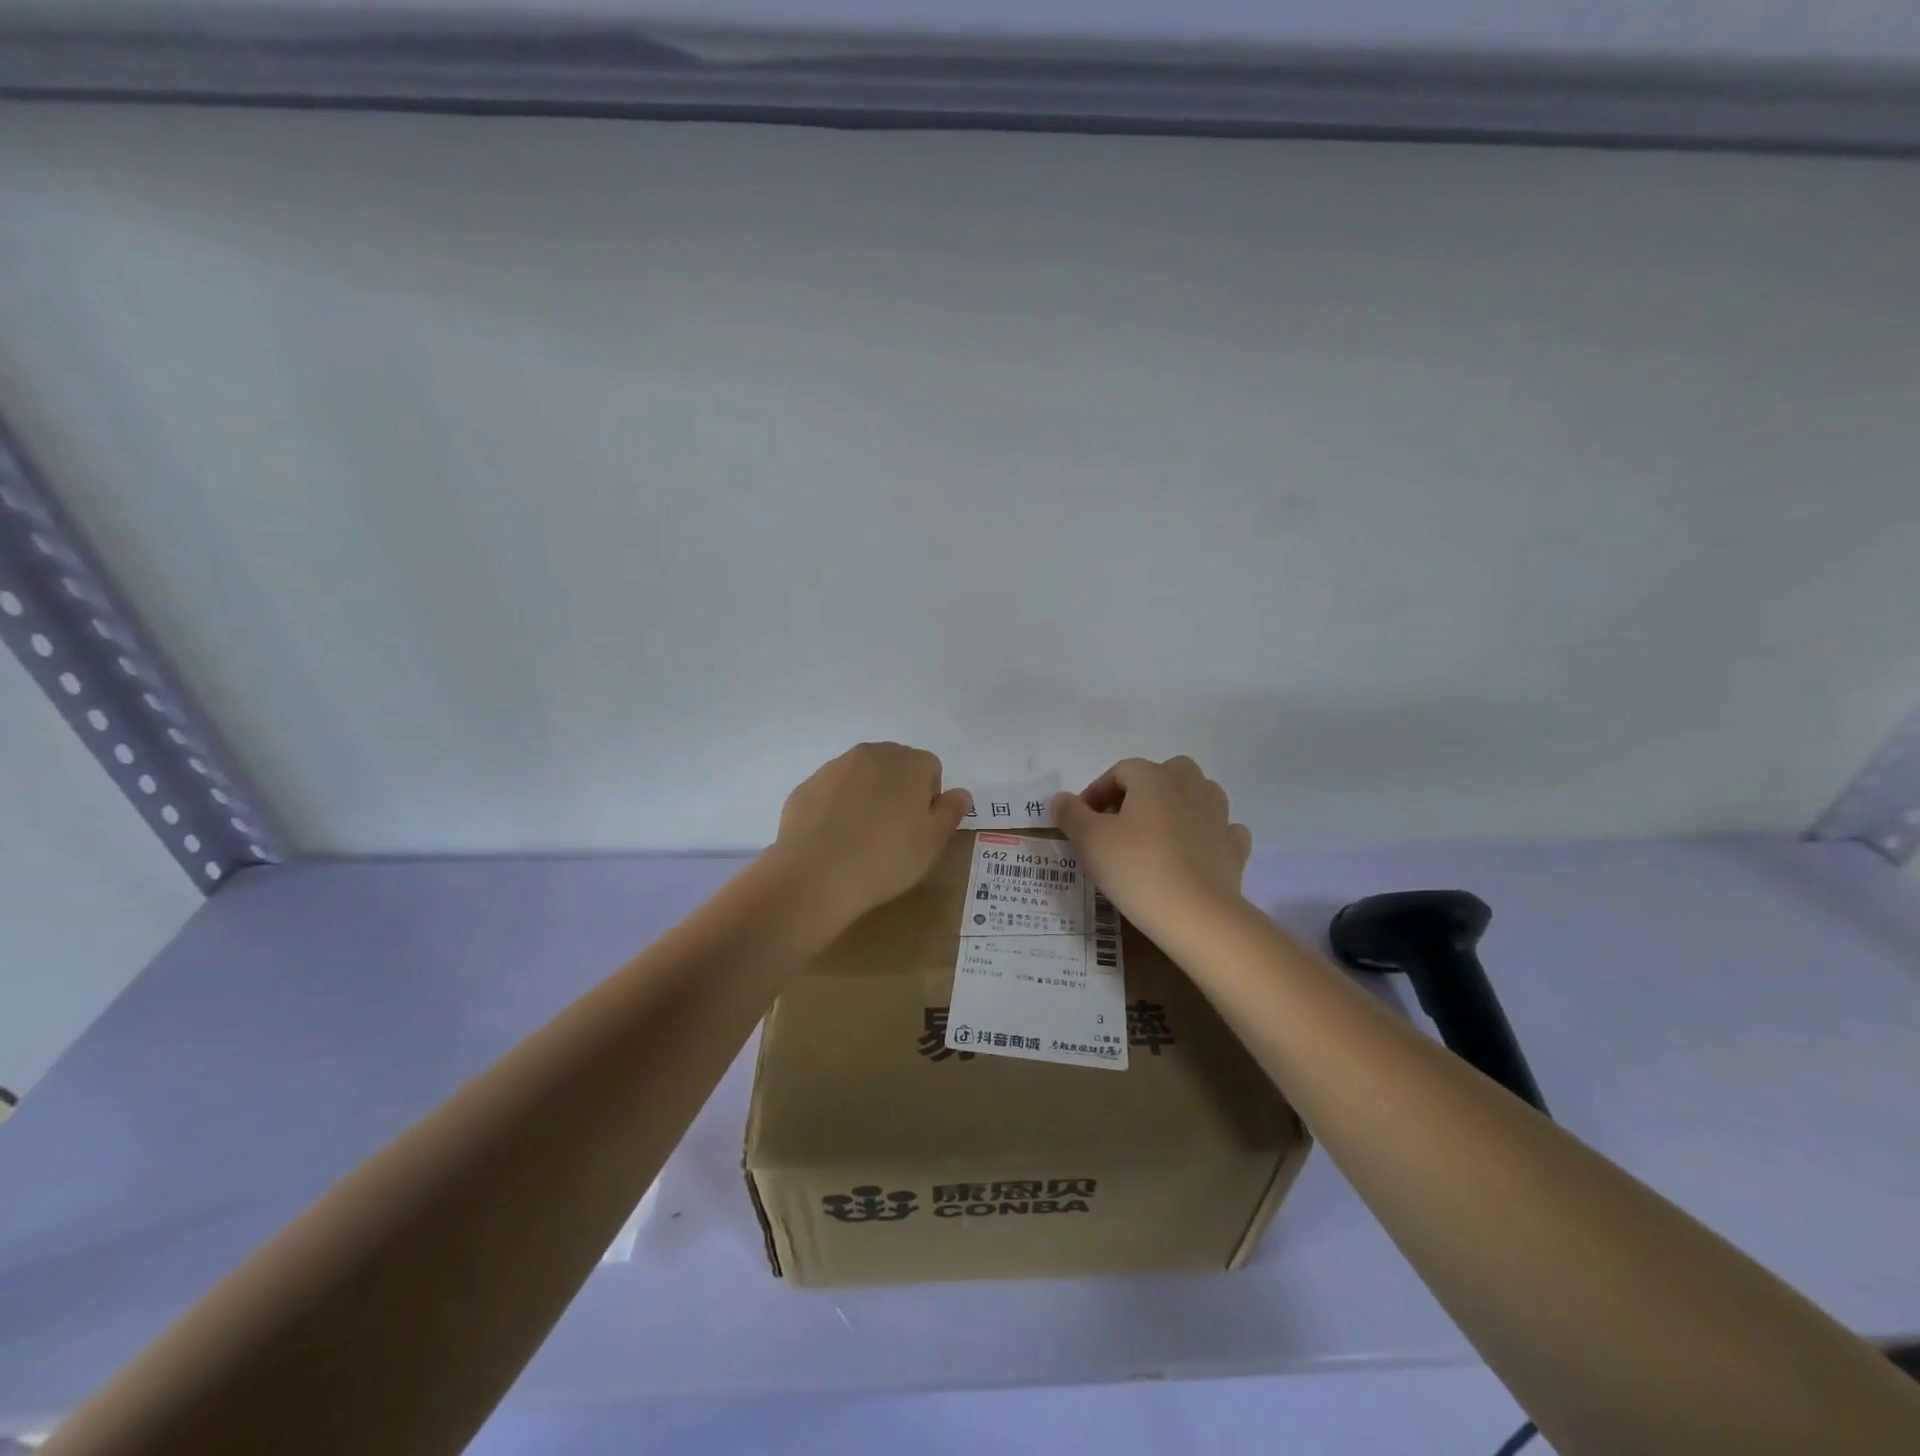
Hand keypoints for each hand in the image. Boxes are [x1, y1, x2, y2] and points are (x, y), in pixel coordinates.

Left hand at [772, 742, 971, 929]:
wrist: (816, 874)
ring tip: (862, 839)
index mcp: (909, 762)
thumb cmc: (887, 857)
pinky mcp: (806, 787)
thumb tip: (960, 793)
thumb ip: (951, 811)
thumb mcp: (933, 842)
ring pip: (861, 777)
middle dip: (898, 791)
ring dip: (867, 797)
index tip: (920, 829)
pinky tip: (835, 841)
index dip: (929, 798)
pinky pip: (832, 793)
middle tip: (894, 833)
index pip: (930, 768)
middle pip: (894, 766)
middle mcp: (871, 754)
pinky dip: (837, 808)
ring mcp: (834, 768)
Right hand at [1050, 756, 1251, 941]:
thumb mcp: (1089, 840)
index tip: (1081, 822)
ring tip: (1152, 838)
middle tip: (1118, 825)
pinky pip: (1217, 829)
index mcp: (1154, 777)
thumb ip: (1070, 813)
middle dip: (1138, 794)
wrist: (1197, 916)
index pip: (1119, 772)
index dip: (1096, 793)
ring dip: (1173, 808)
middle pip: (1161, 776)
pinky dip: (1203, 835)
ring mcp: (1218, 815)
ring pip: (1193, 796)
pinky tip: (1189, 855)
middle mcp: (1190, 785)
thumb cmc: (1137, 869)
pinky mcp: (1234, 846)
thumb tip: (1061, 799)